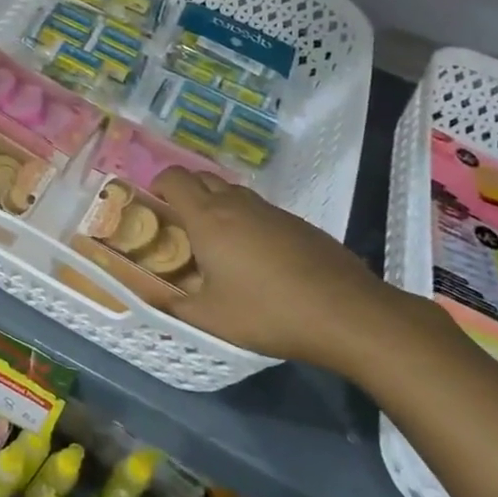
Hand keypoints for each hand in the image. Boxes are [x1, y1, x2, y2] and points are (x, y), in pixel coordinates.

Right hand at [152, 167, 406, 366]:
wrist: (346, 312)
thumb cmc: (267, 312)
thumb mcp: (210, 319)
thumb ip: (174, 306)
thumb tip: (151, 301)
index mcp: (208, 218)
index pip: (174, 177)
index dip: (157, 184)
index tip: (153, 206)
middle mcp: (237, 204)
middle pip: (202, 177)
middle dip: (184, 191)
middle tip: (179, 224)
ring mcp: (271, 210)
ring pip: (232, 192)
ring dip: (216, 205)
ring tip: (215, 243)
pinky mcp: (297, 223)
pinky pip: (259, 210)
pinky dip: (245, 221)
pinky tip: (255, 258)